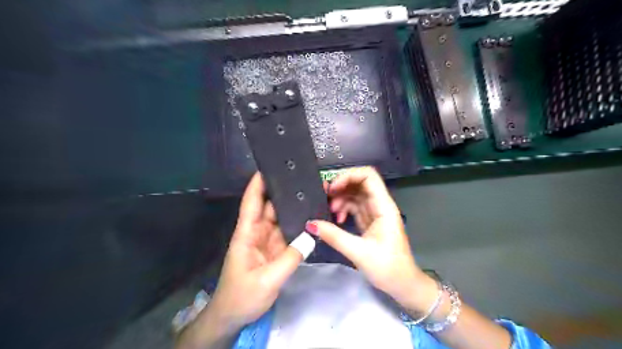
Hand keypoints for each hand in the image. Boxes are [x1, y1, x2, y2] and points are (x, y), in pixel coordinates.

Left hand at [209, 173, 303, 331]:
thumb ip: (290, 258)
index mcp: (247, 234)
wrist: (233, 318)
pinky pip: (287, 234)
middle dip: (283, 192)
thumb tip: (311, 235)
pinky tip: (311, 219)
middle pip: (269, 207)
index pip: (251, 202)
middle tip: (303, 179)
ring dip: (293, 208)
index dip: (257, 184)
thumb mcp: (267, 280)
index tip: (269, 166)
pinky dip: (298, 226)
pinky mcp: (275, 251)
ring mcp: (267, 242)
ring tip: (311, 195)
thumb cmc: (242, 297)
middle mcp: (257, 233)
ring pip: (280, 219)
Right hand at [306, 167, 435, 312]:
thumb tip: (310, 224)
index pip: (368, 177)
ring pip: (355, 195)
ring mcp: (374, 213)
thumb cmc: (388, 268)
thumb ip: (334, 236)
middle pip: (360, 183)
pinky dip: (343, 209)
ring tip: (329, 211)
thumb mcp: (359, 252)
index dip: (348, 176)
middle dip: (341, 186)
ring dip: (340, 198)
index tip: (332, 188)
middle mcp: (380, 205)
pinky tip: (337, 220)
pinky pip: (354, 207)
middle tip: (324, 196)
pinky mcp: (369, 221)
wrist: (403, 285)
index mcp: (383, 207)